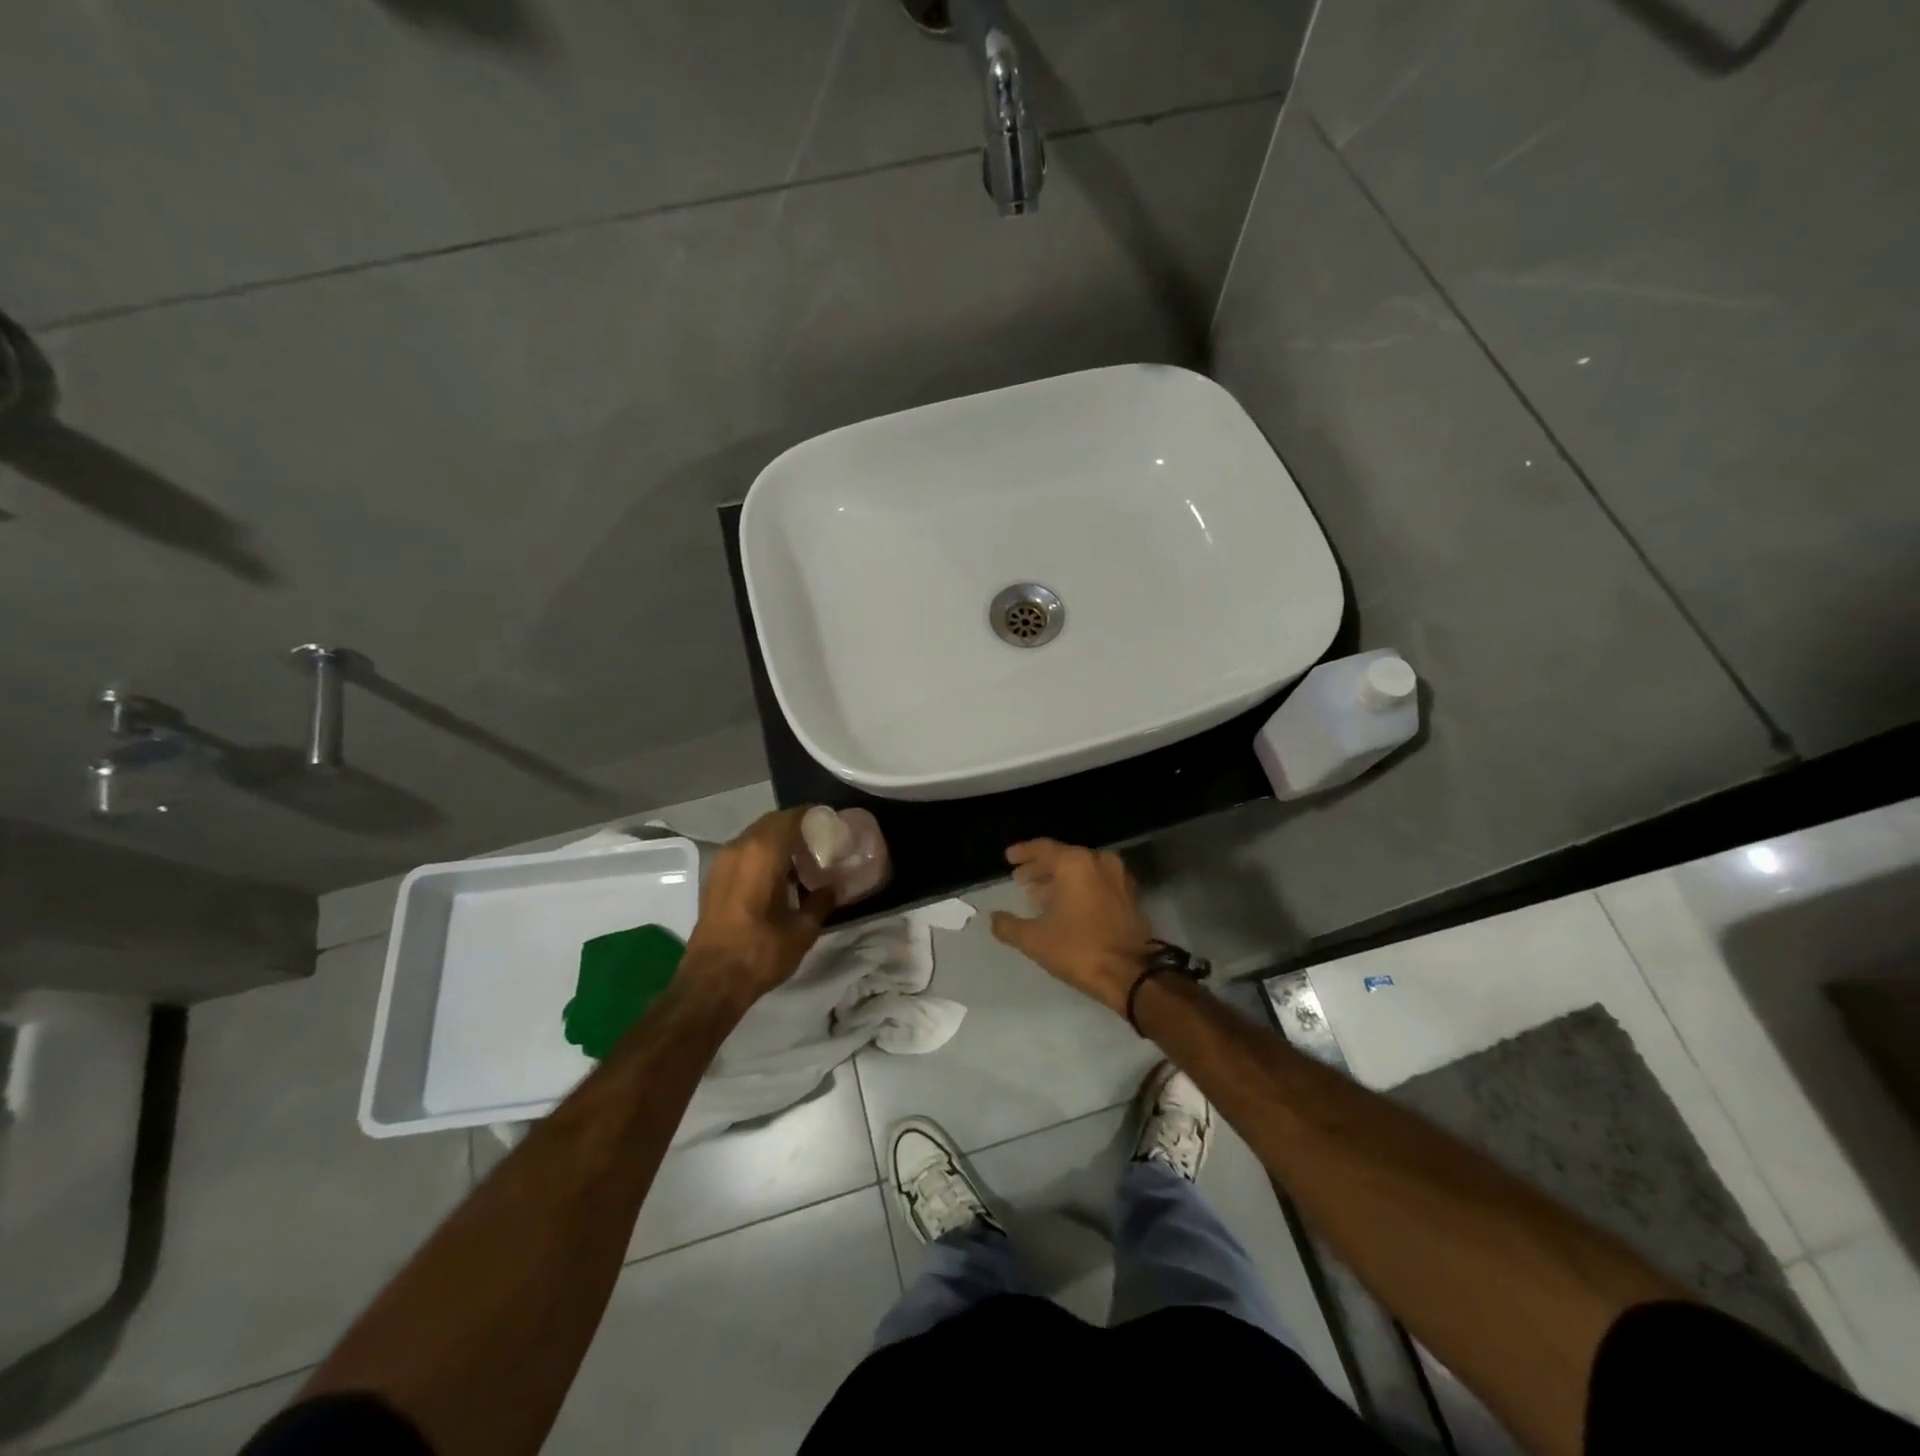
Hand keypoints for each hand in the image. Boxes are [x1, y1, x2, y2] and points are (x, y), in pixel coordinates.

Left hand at [682, 808, 834, 1007]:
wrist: (712, 981)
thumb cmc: (760, 952)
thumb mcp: (802, 929)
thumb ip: (821, 901)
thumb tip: (834, 886)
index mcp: (763, 853)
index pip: (791, 817)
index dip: (812, 815)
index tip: (831, 823)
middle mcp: (740, 848)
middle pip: (772, 823)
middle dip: (796, 826)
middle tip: (820, 841)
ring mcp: (723, 862)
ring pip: (756, 836)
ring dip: (778, 840)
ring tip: (803, 859)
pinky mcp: (715, 878)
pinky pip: (744, 851)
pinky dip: (763, 853)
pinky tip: (780, 876)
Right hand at [989, 839, 1154, 1015]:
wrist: (1131, 973)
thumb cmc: (1079, 949)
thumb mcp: (1035, 940)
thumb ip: (1008, 926)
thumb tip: (993, 918)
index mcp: (1075, 863)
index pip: (1043, 848)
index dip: (1023, 853)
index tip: (1008, 858)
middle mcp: (1098, 862)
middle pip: (1063, 857)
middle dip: (1040, 868)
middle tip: (1021, 879)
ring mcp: (1118, 878)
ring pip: (1082, 870)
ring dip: (1060, 879)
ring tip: (1040, 896)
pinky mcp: (1130, 896)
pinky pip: (1097, 882)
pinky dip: (1080, 888)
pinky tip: (1067, 907)